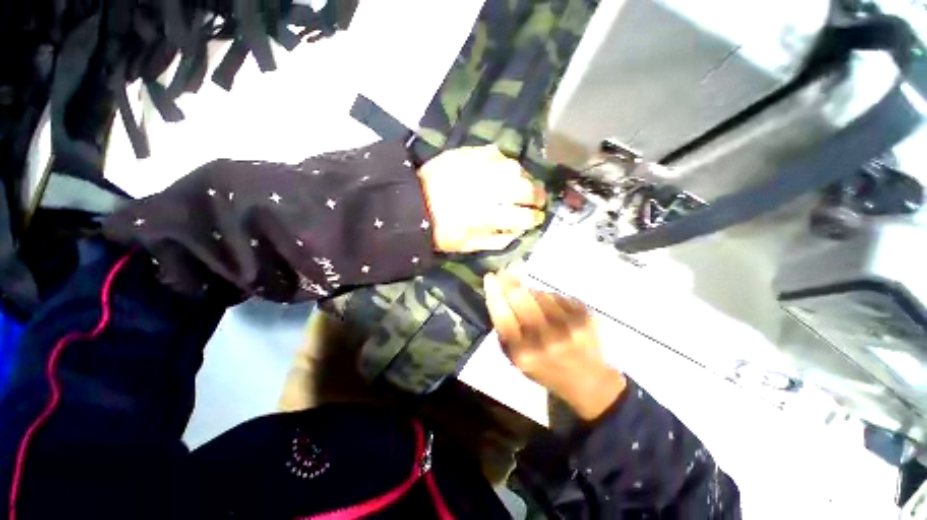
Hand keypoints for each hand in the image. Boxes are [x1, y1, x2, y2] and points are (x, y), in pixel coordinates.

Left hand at [418, 145, 545, 252]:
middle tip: (538, 200)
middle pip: (527, 189)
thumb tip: (518, 232)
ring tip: (522, 184)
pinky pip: (497, 154)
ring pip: (516, 169)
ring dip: (524, 178)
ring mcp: (481, 168)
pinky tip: (501, 170)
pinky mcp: (470, 153)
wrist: (412, 204)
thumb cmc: (440, 230)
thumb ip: (497, 241)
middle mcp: (490, 190)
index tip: (536, 219)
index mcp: (490, 217)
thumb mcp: (469, 246)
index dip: (534, 219)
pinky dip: (504, 163)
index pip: (525, 217)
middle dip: (537, 196)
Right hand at [484, 271, 626, 420]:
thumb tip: (501, 294)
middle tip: (505, 269)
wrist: (588, 382)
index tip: (490, 276)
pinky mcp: (585, 317)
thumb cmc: (544, 368)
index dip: (494, 292)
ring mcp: (569, 326)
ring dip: (531, 291)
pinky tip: (553, 309)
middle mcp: (546, 339)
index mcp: (524, 353)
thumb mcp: (516, 358)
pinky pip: (558, 296)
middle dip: (510, 280)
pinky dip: (550, 298)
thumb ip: (505, 330)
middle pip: (521, 297)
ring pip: (540, 294)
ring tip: (532, 299)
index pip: (502, 315)